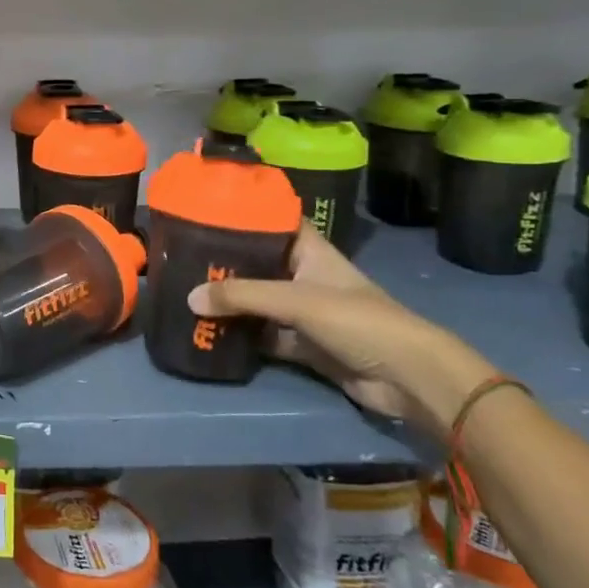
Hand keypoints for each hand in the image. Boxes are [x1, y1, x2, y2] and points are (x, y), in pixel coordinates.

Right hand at [187, 224, 493, 439]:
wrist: (407, 378)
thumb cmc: (357, 320)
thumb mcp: (296, 300)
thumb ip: (242, 297)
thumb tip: (189, 297)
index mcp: (310, 252)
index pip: (274, 222)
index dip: (245, 214)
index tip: (206, 209)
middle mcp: (304, 276)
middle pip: (258, 264)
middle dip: (225, 263)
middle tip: (181, 256)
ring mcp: (304, 312)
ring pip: (258, 302)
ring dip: (230, 302)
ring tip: (184, 291)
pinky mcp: (303, 345)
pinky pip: (264, 335)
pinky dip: (241, 336)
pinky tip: (208, 331)